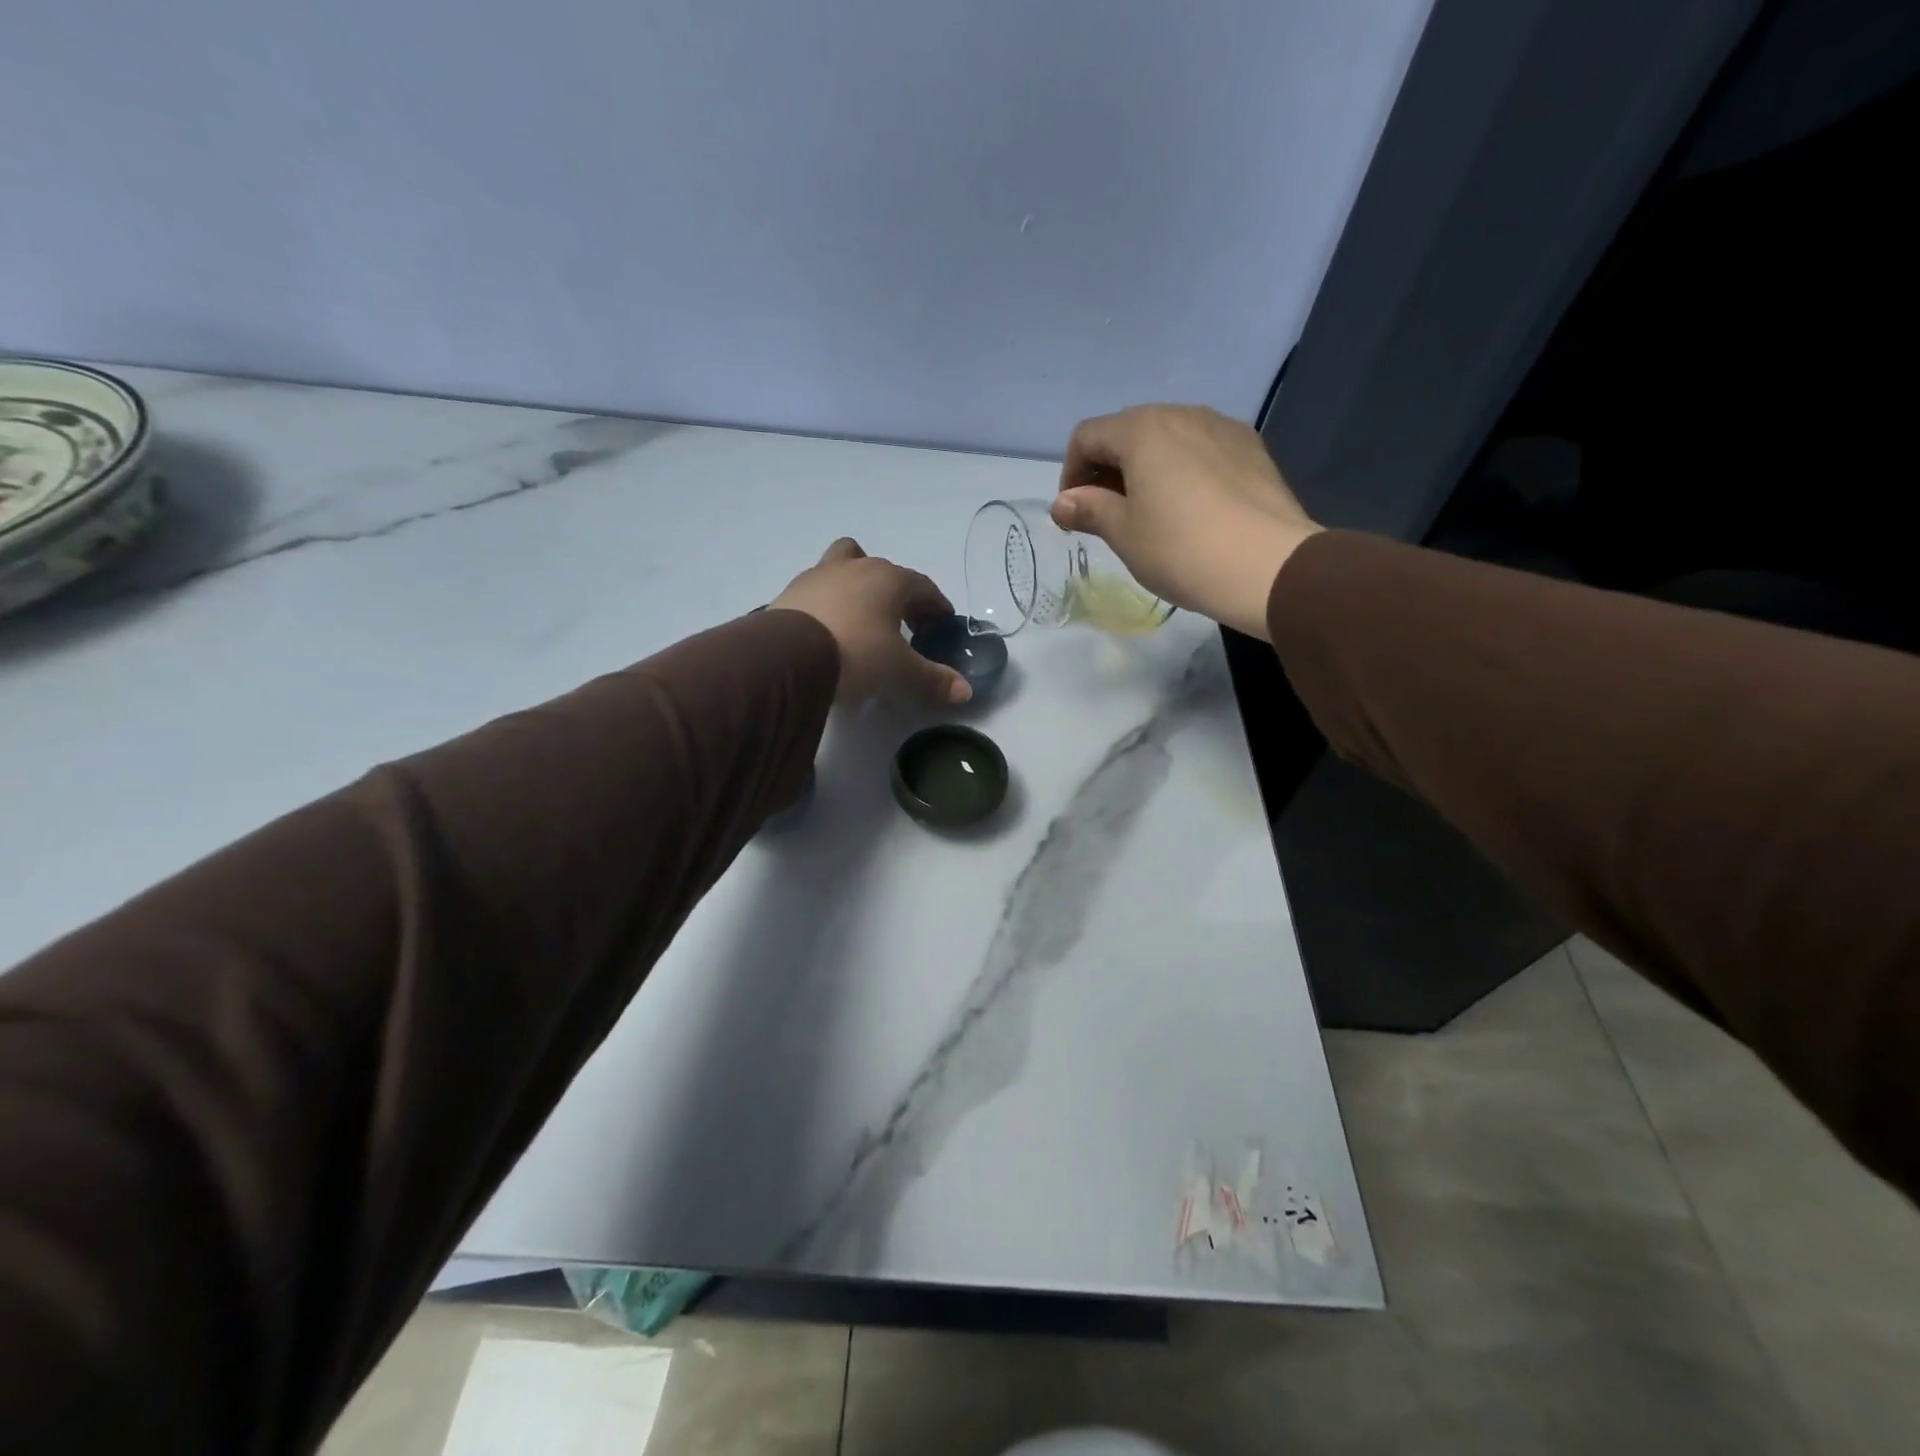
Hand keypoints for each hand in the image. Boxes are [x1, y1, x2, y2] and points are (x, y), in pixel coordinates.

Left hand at [771, 539, 971, 705]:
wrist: (786, 657)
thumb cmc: (855, 653)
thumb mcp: (899, 671)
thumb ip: (932, 679)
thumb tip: (965, 691)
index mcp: (889, 579)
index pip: (923, 587)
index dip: (936, 607)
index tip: (942, 626)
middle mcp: (855, 567)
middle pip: (884, 570)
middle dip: (899, 595)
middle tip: (905, 626)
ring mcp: (818, 575)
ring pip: (845, 565)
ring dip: (858, 586)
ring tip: (861, 619)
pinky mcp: (789, 592)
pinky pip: (818, 589)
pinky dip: (829, 603)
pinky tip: (829, 629)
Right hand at [1052, 405, 1321, 640]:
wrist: (1269, 567)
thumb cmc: (1182, 549)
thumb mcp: (1124, 534)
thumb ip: (1089, 509)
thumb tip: (1062, 503)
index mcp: (1142, 430)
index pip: (1087, 436)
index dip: (1070, 474)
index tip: (1074, 514)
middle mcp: (1181, 414)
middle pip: (1127, 431)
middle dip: (1107, 469)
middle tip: (1106, 515)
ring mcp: (1221, 427)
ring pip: (1167, 438)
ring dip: (1145, 468)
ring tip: (1148, 512)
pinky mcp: (1251, 448)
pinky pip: (1200, 449)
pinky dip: (1181, 470)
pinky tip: (1189, 508)